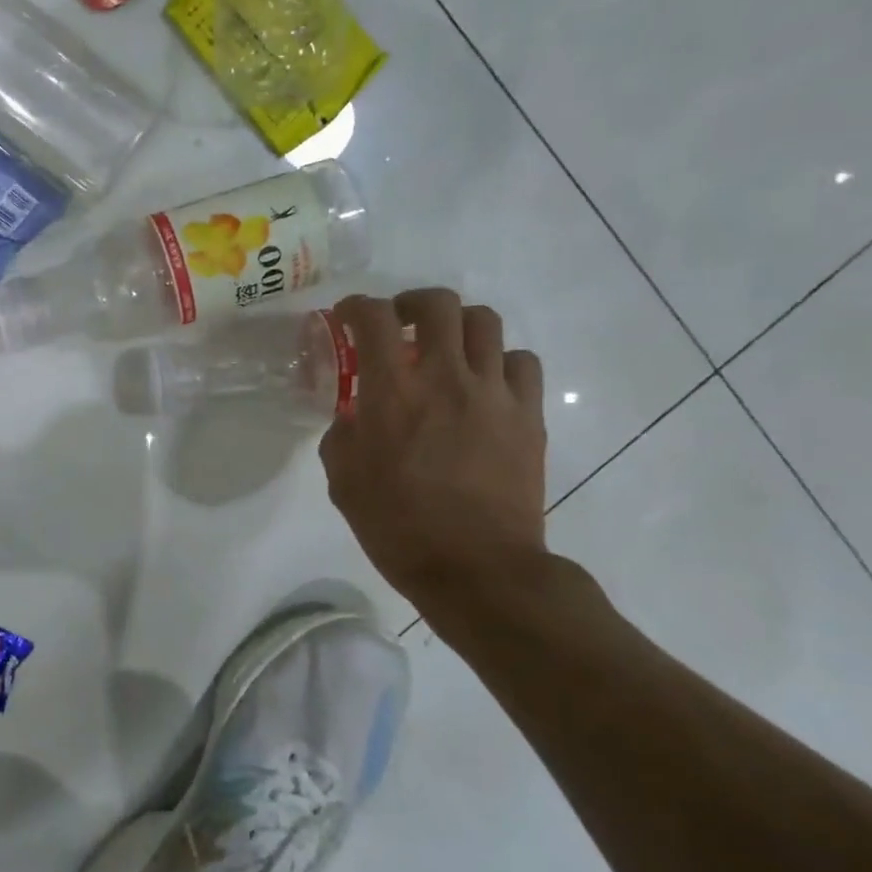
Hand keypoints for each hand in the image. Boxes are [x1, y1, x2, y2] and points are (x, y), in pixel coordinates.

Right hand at [320, 289, 548, 604]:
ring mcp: (494, 393)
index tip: (346, 318)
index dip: (355, 307)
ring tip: (445, 349)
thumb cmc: (398, 526)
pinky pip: (521, 362)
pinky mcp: (528, 415)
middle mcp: (446, 377)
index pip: (373, 318)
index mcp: (393, 391)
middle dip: (411, 303)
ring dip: (457, 326)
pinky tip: (484, 384)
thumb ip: (343, 432)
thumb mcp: (343, 479)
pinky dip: (499, 361)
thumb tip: (356, 414)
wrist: (477, 569)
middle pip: (438, 304)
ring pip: (485, 322)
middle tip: (399, 325)